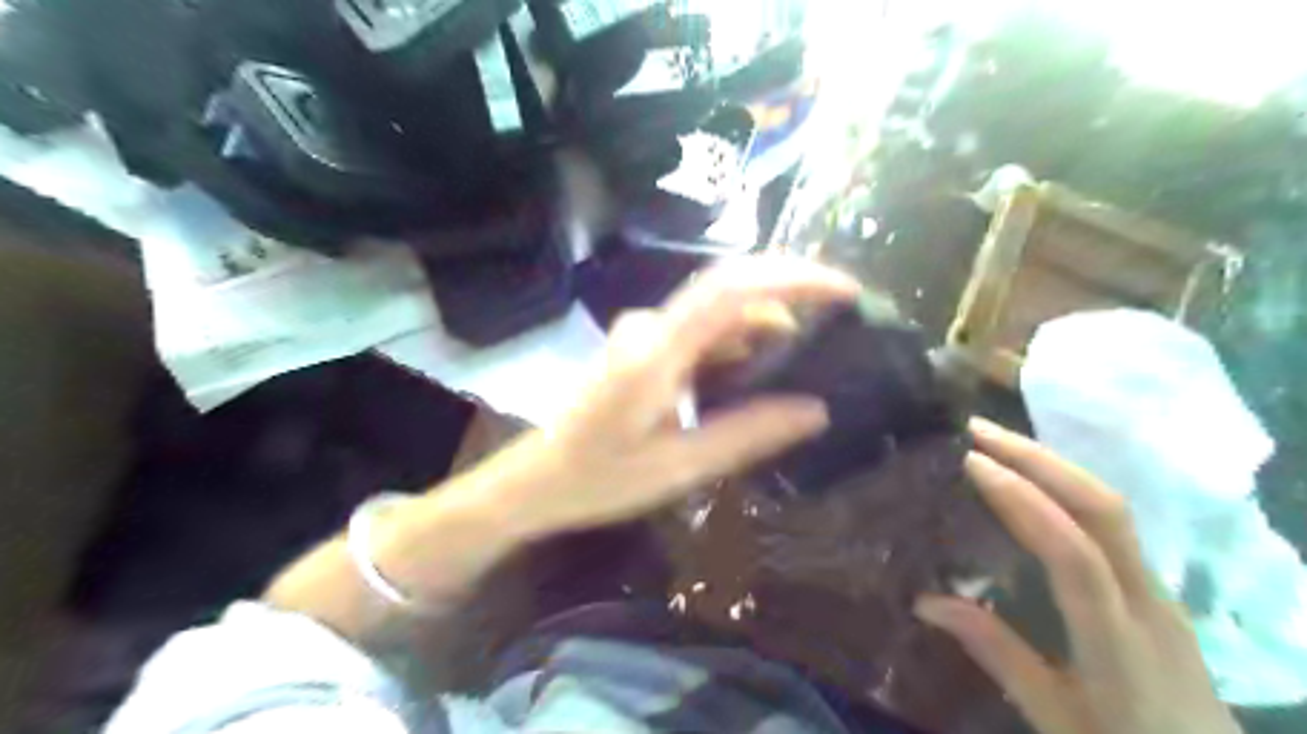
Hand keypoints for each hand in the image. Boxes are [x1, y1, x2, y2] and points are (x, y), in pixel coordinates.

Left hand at [479, 258, 859, 538]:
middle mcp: (651, 325)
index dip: (794, 278)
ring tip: (799, 372)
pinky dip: (737, 348)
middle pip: (732, 295)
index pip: (733, 290)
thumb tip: (817, 410)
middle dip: (789, 305)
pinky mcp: (644, 344)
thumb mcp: (681, 466)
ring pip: (719, 315)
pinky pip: (702, 332)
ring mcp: (645, 331)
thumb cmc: (600, 477)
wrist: (539, 478)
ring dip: (762, 334)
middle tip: (835, 337)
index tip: (845, 291)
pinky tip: (752, 382)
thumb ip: (748, 433)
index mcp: (657, 351)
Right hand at [913, 419, 1237, 733]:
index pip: (1071, 551)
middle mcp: (1146, 599)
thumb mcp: (1053, 714)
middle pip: (1102, 509)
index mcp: (1116, 638)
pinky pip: (1114, 520)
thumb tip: (925, 601)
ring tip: (998, 440)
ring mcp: (1160, 587)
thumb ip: (995, 652)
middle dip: (1038, 458)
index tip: (971, 462)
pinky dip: (1069, 484)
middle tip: (978, 430)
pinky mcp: (1158, 586)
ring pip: (1112, 506)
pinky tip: (1036, 476)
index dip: (1021, 499)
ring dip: (1053, 463)